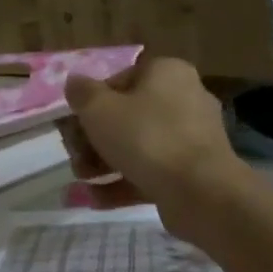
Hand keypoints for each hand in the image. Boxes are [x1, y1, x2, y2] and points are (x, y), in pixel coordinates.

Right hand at [63, 55, 250, 242]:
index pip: (118, 80)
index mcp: (166, 73)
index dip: (90, 103)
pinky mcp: (192, 171)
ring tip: (83, 180)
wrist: (200, 191)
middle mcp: (184, 98)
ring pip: (136, 145)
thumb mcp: (98, 109)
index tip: (72, 125)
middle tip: (75, 156)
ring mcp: (191, 137)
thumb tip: (75, 82)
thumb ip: (81, 93)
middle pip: (125, 115)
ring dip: (102, 162)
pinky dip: (123, 182)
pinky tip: (97, 198)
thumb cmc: (146, 137)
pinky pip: (150, 171)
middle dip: (92, 139)